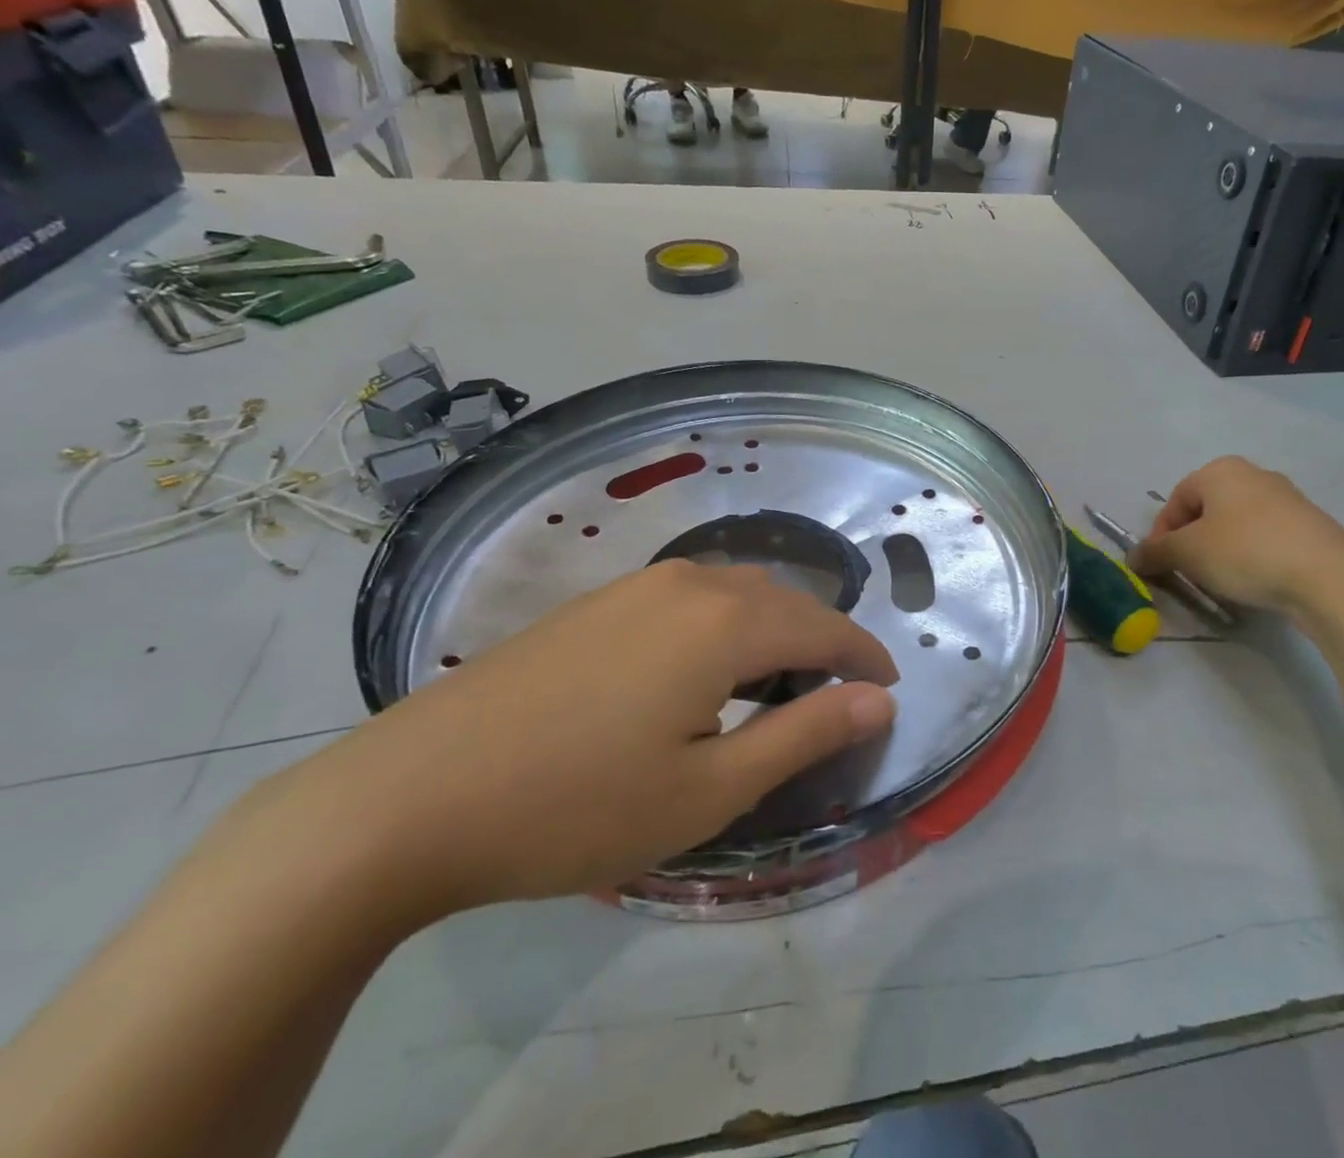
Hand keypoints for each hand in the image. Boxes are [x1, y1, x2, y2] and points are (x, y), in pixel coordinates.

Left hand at [264, 561, 898, 912]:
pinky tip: (704, 668)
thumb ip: (805, 734)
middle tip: (837, 695)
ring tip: (777, 683)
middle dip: (823, 641)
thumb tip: (880, 701)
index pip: (825, 628)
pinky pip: (692, 596)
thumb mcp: (709, 789)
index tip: (888, 688)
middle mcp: (691, 583)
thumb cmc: (576, 805)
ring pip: (738, 591)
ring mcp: (638, 585)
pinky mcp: (598, 601)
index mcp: (727, 622)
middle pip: (785, 600)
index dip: (864, 658)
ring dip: (773, 628)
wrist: (409, 797)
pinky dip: (726, 623)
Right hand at [1129, 456, 1343, 611]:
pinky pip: (1265, 538)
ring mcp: (1286, 498)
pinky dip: (1251, 556)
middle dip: (1191, 542)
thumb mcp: (1188, 553)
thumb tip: (1133, 557)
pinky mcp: (1310, 525)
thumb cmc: (1245, 552)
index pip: (1176, 500)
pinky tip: (1254, 581)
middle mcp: (1253, 475)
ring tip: (1220, 582)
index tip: (1159, 566)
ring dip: (1220, 551)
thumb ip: (1156, 553)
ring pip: (1236, 525)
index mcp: (1220, 470)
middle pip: (1206, 510)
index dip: (1160, 534)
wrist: (1328, 576)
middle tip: (1187, 574)